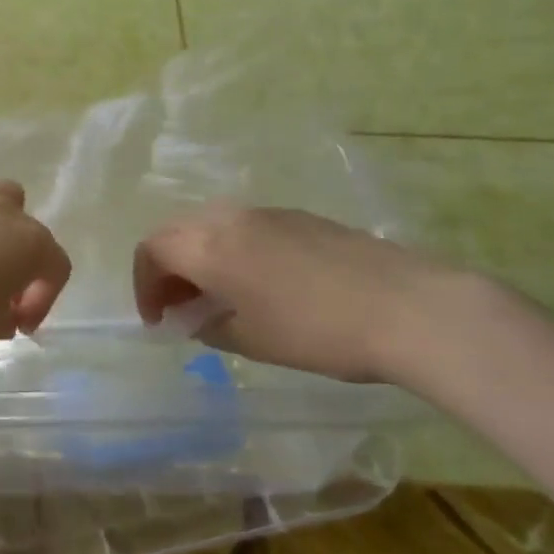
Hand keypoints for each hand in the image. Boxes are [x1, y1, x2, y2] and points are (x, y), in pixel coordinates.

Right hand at [132, 203, 468, 383]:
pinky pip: (246, 226)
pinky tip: (259, 283)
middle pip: (177, 231)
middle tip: (179, 307)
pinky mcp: (301, 217)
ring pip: (211, 225)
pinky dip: (232, 250)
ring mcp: (268, 213)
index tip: (158, 320)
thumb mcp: (253, 341)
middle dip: (168, 267)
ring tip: (217, 296)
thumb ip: (210, 326)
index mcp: (210, 247)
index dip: (144, 285)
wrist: (409, 308)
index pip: (152, 250)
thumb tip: (193, 318)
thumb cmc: (318, 332)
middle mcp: (231, 218)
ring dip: (200, 256)